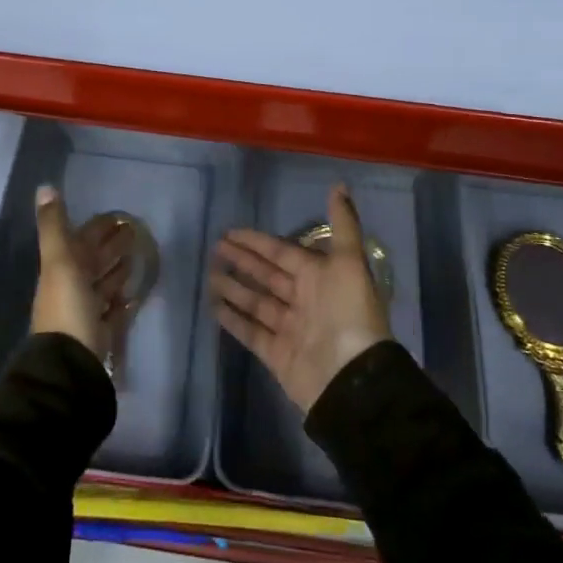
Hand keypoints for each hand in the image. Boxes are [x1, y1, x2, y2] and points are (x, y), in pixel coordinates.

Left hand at [31, 185, 132, 362]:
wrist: (70, 364)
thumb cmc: (67, 307)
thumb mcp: (59, 261)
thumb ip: (54, 226)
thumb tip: (44, 187)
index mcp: (61, 269)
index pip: (82, 241)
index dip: (98, 228)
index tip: (119, 215)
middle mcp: (72, 288)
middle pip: (95, 261)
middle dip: (112, 245)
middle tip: (136, 231)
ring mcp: (87, 311)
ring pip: (104, 284)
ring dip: (118, 269)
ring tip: (138, 255)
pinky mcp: (102, 332)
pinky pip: (114, 311)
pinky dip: (123, 299)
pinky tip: (136, 292)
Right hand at [210, 183, 392, 414]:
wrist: (351, 377)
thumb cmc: (348, 312)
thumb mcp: (349, 261)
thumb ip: (343, 224)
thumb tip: (340, 184)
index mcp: (319, 276)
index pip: (282, 252)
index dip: (257, 242)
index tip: (231, 232)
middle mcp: (304, 299)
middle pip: (267, 275)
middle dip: (243, 261)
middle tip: (215, 248)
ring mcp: (289, 328)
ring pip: (256, 302)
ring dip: (235, 288)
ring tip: (210, 275)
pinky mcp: (276, 354)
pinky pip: (251, 332)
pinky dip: (234, 319)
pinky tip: (214, 307)